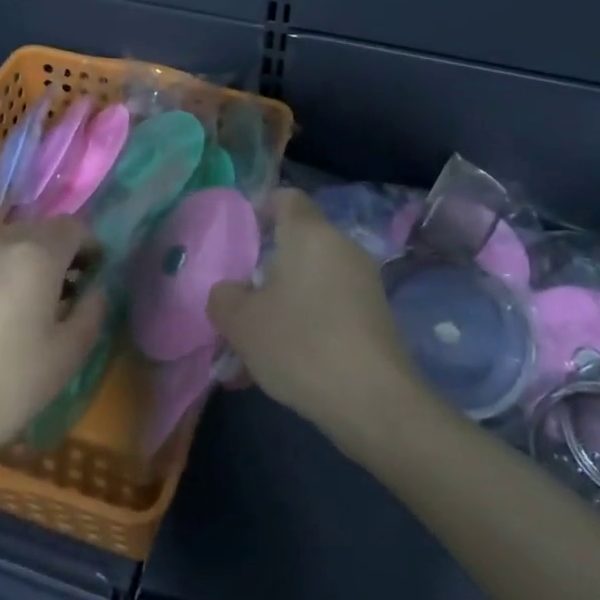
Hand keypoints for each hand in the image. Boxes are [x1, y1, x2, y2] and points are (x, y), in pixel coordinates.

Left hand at [0, 218, 105, 464]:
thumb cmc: (7, 385)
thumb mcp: (68, 355)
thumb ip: (92, 311)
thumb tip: (96, 289)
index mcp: (35, 253)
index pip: (73, 227)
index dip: (91, 247)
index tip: (96, 276)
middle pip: (41, 230)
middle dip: (61, 253)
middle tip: (70, 292)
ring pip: (11, 243)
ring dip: (30, 261)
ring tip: (34, 305)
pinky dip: (3, 272)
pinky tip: (1, 313)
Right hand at [209, 189, 422, 450]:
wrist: (374, 402)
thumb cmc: (300, 344)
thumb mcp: (240, 321)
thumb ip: (223, 297)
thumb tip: (230, 292)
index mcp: (309, 233)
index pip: (286, 197)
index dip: (260, 209)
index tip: (240, 239)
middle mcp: (341, 247)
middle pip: (298, 244)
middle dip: (266, 269)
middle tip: (240, 301)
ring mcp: (364, 282)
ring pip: (312, 281)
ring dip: (283, 304)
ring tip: (255, 346)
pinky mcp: (376, 317)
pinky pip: (330, 308)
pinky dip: (306, 325)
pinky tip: (285, 365)